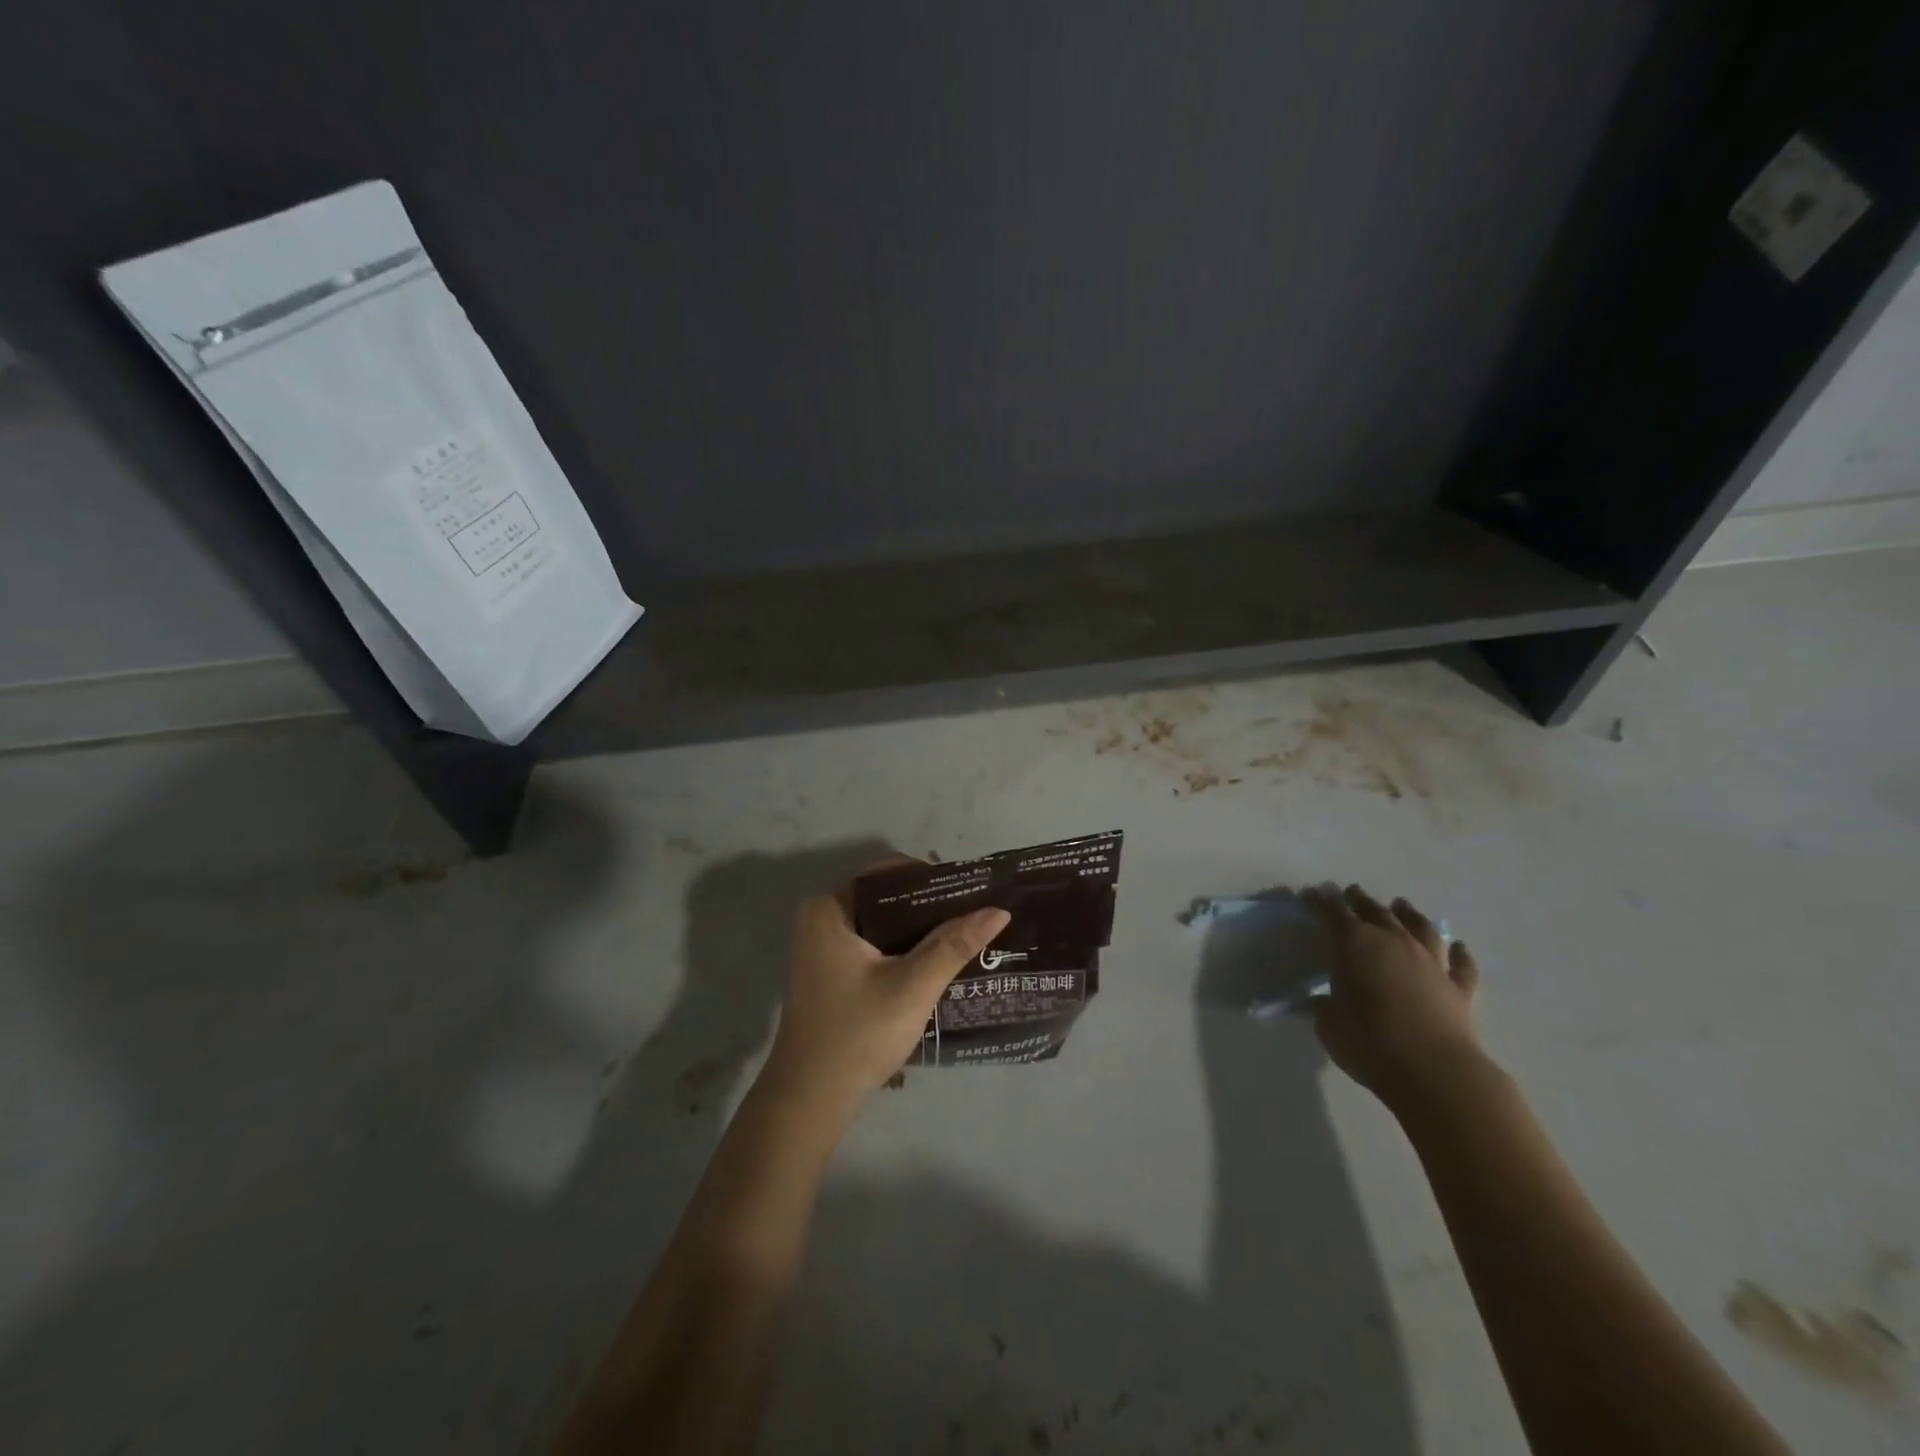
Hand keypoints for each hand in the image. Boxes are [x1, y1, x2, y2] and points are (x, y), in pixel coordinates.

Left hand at [759, 863, 1009, 1120]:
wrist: (810, 1102)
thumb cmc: (857, 1035)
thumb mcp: (912, 986)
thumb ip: (954, 945)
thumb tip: (999, 909)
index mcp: (830, 909)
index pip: (888, 873)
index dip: (931, 878)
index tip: (971, 890)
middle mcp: (822, 919)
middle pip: (887, 897)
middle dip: (930, 905)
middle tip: (975, 912)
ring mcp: (824, 947)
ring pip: (883, 923)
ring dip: (920, 929)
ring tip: (966, 932)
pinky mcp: (832, 972)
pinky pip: (876, 944)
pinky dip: (904, 948)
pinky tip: (938, 958)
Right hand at [1302, 883, 1486, 1109]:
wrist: (1435, 1073)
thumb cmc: (1369, 1043)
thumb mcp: (1330, 1025)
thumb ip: (1326, 1006)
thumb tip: (1324, 1001)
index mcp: (1354, 944)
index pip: (1333, 913)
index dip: (1320, 902)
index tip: (1312, 894)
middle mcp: (1394, 943)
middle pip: (1376, 912)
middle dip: (1360, 900)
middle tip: (1351, 892)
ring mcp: (1431, 963)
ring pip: (1420, 928)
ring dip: (1409, 915)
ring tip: (1401, 905)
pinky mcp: (1460, 988)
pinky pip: (1462, 965)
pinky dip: (1459, 954)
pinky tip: (1458, 947)